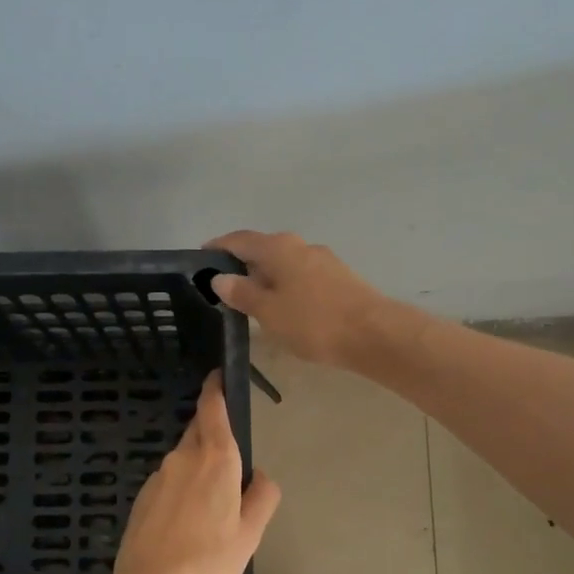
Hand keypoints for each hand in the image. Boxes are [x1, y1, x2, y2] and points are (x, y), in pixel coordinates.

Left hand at [103, 372, 280, 573]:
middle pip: (198, 434)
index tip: (218, 377)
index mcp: (215, 460)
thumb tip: (259, 476)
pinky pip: (168, 483)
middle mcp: (182, 459)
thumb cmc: (210, 564)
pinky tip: (186, 526)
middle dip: (213, 437)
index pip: (212, 410)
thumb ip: (262, 496)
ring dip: (198, 472)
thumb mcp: (250, 534)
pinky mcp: (141, 499)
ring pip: (183, 462)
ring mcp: (157, 478)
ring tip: (210, 512)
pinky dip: (180, 492)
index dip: (215, 389)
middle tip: (231, 466)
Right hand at [205, 231, 402, 367]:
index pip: (239, 239)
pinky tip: (281, 306)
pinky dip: (284, 286)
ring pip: (283, 263)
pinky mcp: (338, 278)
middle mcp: (300, 245)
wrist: (373, 334)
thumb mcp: (268, 311)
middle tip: (221, 286)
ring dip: (264, 277)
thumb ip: (242, 293)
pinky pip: (300, 276)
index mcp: (278, 247)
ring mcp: (322, 260)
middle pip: (262, 249)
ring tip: (249, 300)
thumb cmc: (313, 322)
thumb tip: (220, 277)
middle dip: (241, 264)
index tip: (200, 259)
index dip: (218, 247)